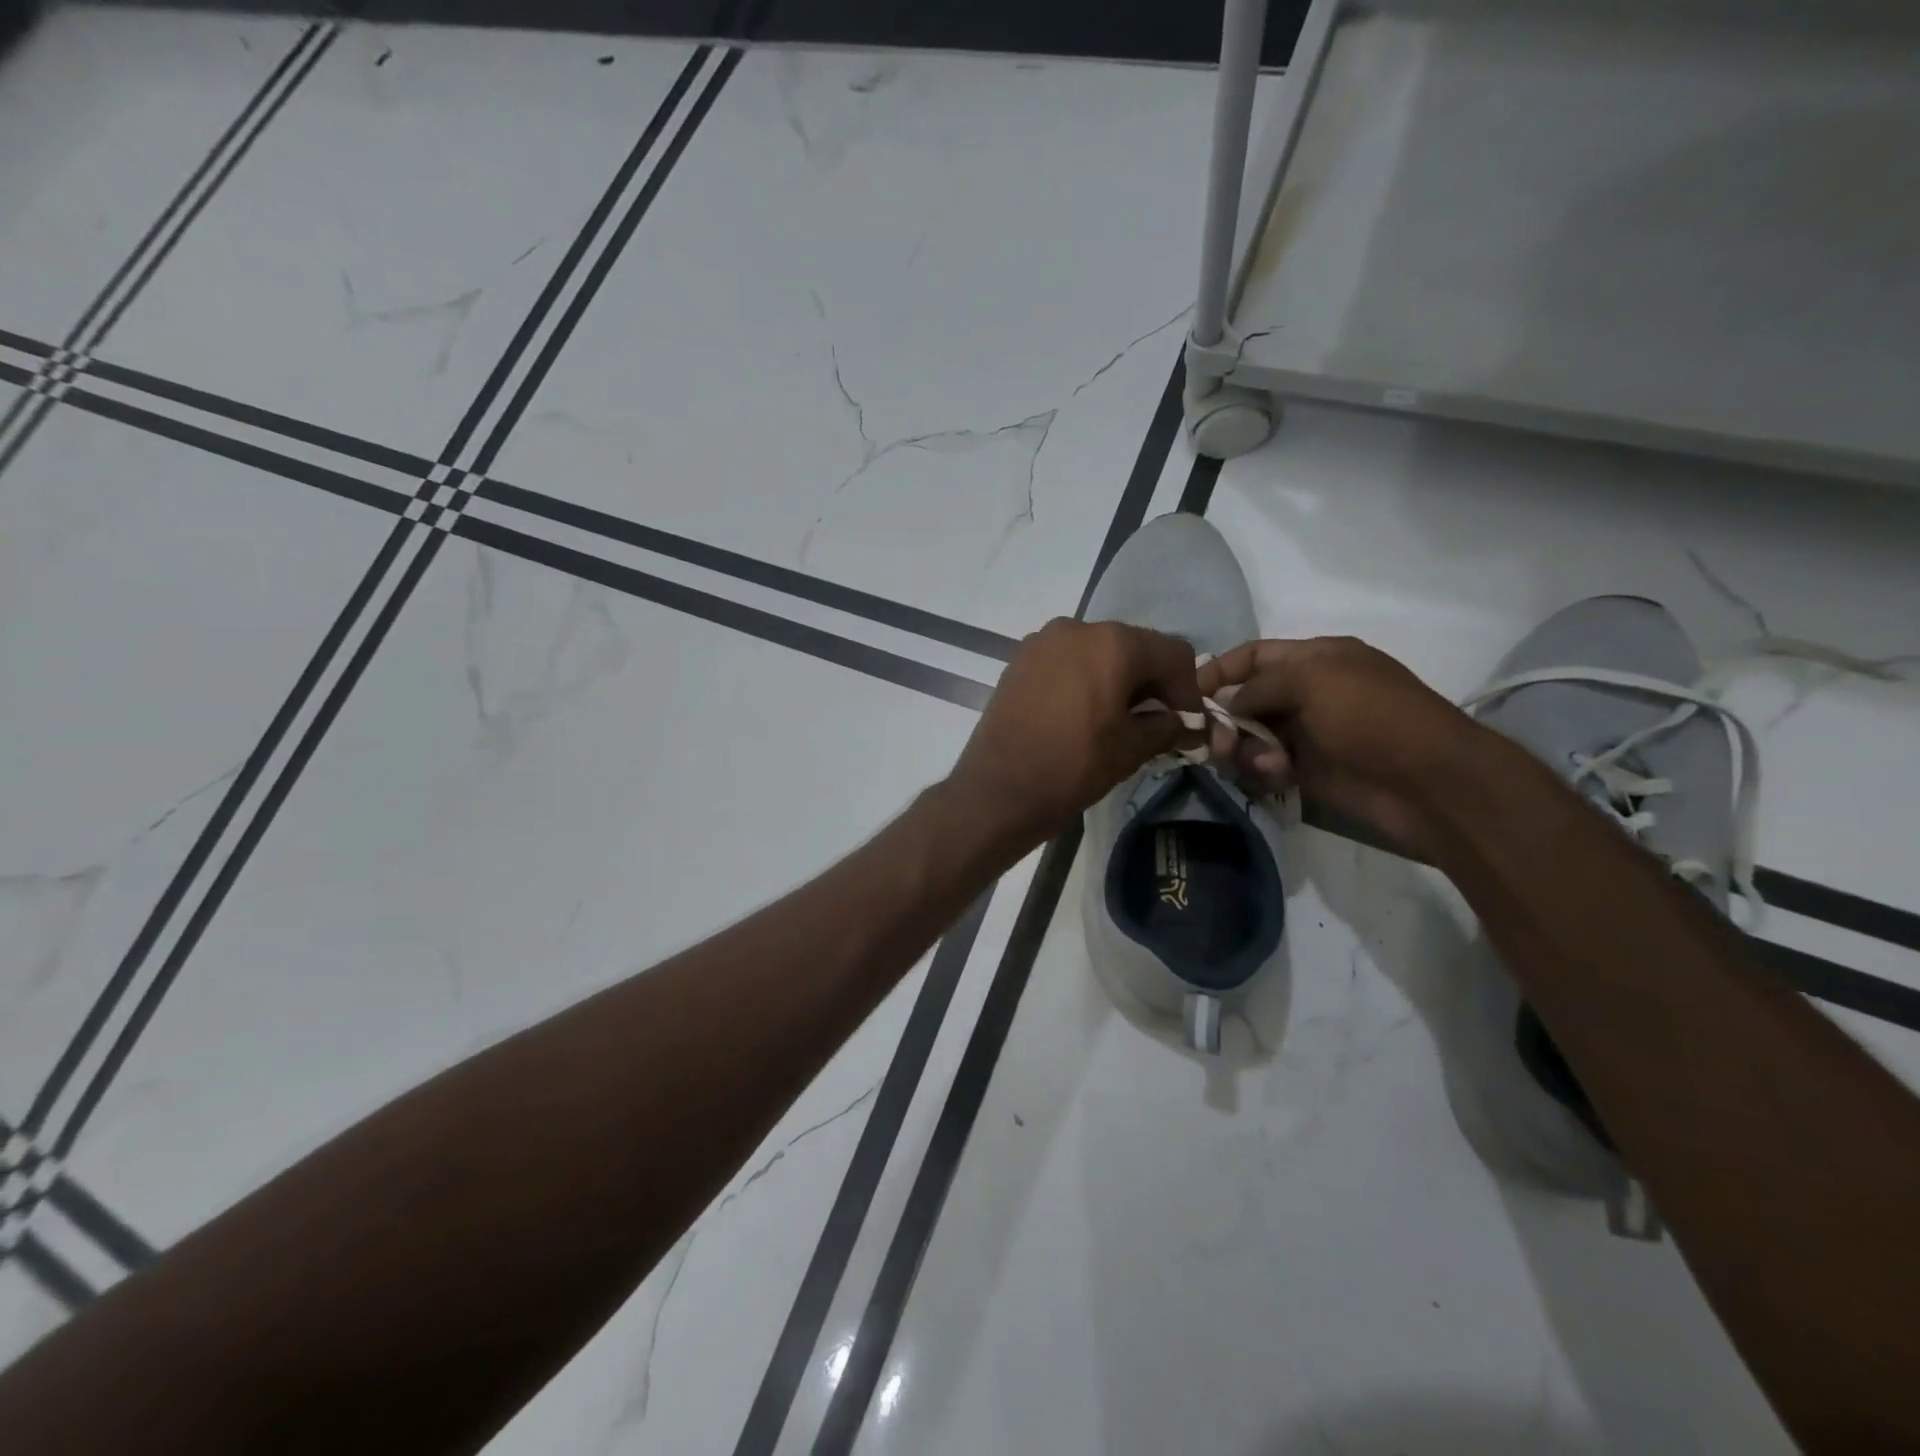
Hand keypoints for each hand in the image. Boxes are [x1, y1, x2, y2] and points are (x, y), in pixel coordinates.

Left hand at [949, 618, 1204, 848]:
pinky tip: (1085, 714)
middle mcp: (1076, 628)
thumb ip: (1167, 727)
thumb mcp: (1130, 749)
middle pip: (1133, 647)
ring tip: (1120, 721)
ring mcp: (1042, 642)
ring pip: (1098, 652)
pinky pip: (1067, 662)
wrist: (997, 790)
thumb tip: (1187, 725)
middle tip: (1158, 723)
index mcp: (1112, 642)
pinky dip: (1085, 680)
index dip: (1188, 689)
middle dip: (1152, 682)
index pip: (1172, 653)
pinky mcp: (1019, 661)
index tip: (1187, 723)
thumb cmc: (1072, 767)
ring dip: (1118, 680)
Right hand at [1199, 636, 1483, 861]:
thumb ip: (1259, 687)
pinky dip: (1262, 770)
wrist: (1428, 782)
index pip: (1253, 656)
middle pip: (1245, 699)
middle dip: (1224, 718)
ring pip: (1250, 736)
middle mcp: (1307, 692)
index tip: (1187, 694)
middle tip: (1214, 742)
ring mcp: (1307, 733)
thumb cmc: (1372, 716)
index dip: (1219, 670)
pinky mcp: (1308, 771)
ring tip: (1260, 764)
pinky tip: (1276, 776)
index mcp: (1315, 659)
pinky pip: (1265, 766)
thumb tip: (1225, 708)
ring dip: (1244, 748)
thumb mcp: (1313, 680)